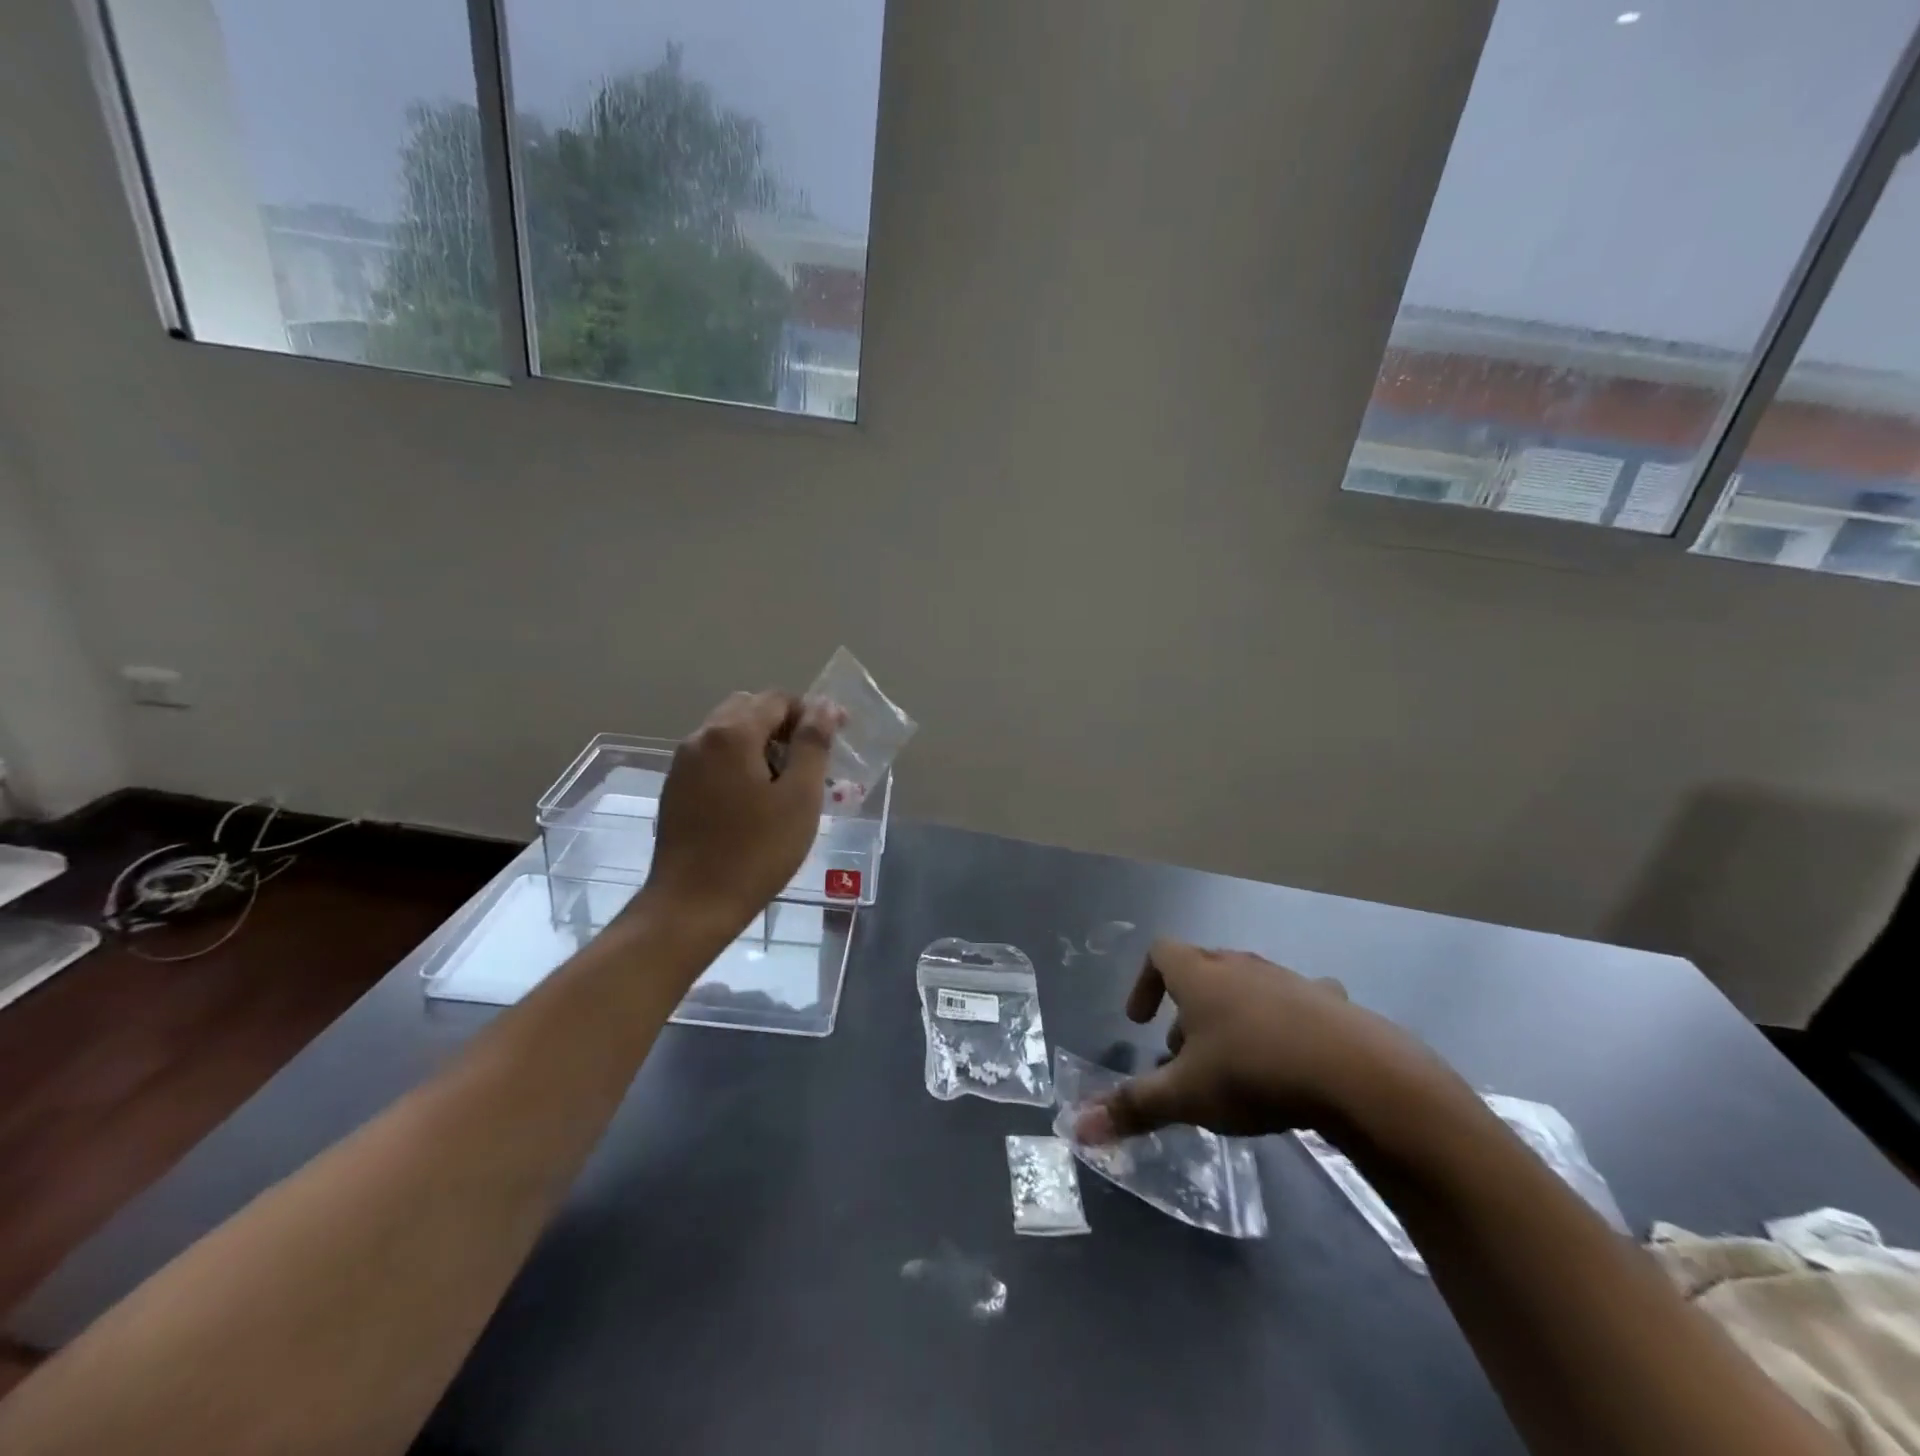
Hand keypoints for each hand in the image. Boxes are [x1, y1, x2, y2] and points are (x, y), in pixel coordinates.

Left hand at [629, 691, 841, 945]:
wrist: (692, 905)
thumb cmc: (756, 851)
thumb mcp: (799, 797)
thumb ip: (813, 744)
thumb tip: (824, 706)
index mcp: (731, 734)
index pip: (777, 699)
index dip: (811, 712)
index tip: (838, 736)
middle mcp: (700, 738)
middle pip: (749, 709)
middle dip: (784, 724)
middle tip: (812, 759)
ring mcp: (682, 764)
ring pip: (728, 733)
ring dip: (761, 743)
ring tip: (788, 782)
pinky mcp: (675, 790)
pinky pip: (714, 758)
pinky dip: (740, 762)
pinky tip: (756, 800)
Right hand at [1075, 939, 1445, 1142]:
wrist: (1358, 1073)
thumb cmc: (1254, 1071)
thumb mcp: (1186, 1096)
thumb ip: (1133, 1107)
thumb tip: (1076, 1127)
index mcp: (1199, 975)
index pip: (1159, 953)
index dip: (1144, 984)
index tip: (1140, 1023)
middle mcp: (1240, 966)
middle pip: (1201, 971)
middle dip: (1186, 1010)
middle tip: (1183, 1056)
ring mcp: (1287, 979)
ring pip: (1246, 987)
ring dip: (1232, 1016)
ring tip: (1235, 1065)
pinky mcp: (1329, 1002)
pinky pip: (1296, 1002)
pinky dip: (1284, 1022)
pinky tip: (1295, 1057)